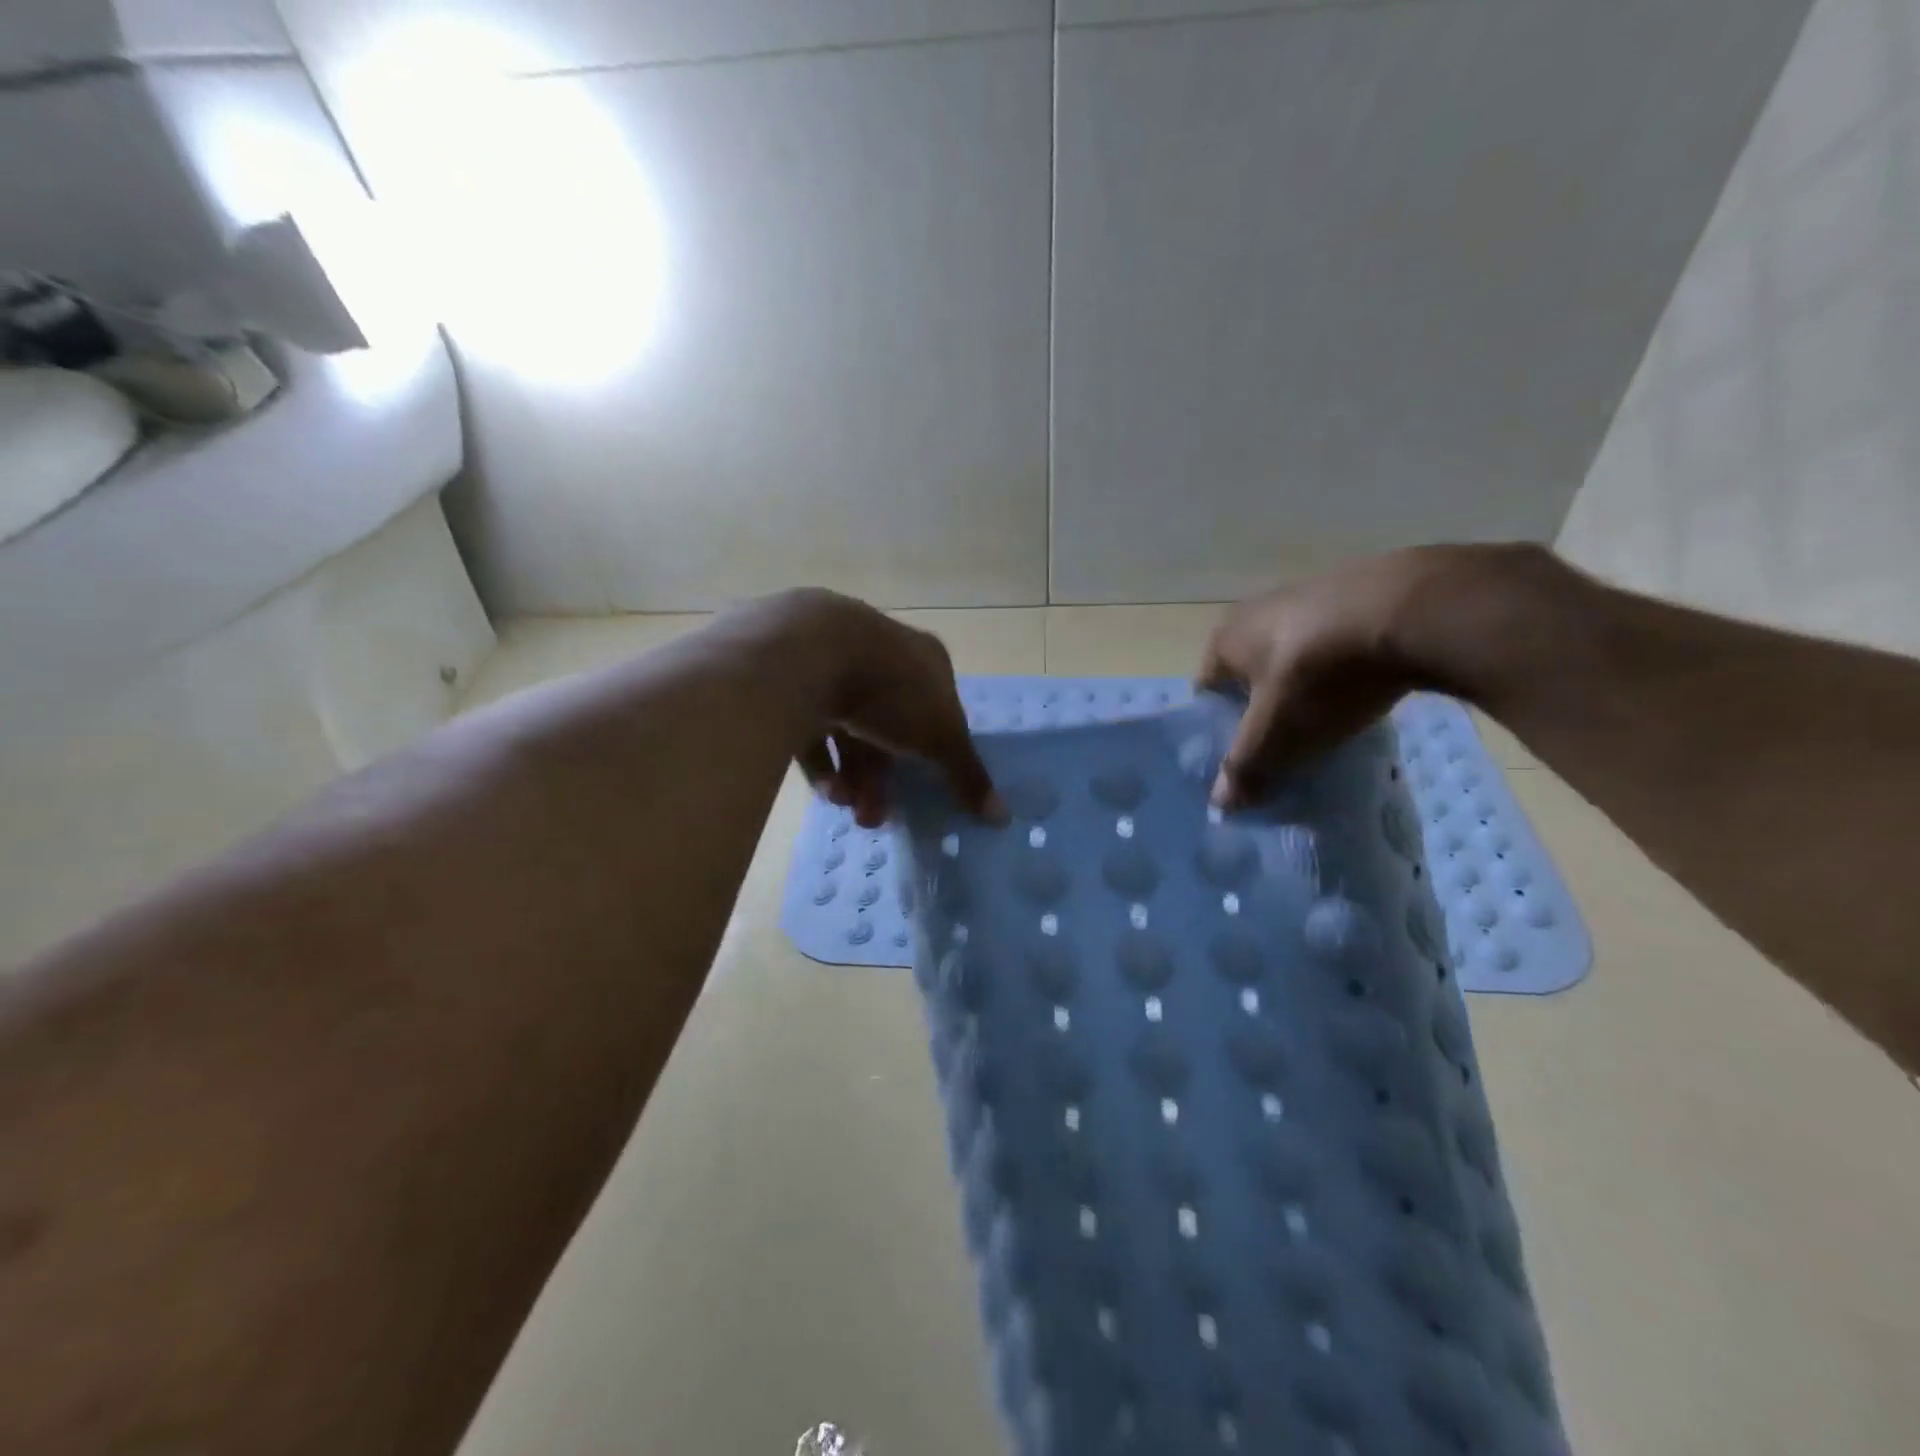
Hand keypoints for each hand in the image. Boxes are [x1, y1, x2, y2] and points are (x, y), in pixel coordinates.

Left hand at [756, 589, 1005, 827]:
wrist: (810, 652)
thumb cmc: (892, 690)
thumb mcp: (940, 737)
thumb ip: (967, 774)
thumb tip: (1002, 816)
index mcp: (924, 660)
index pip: (938, 710)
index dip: (934, 753)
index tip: (924, 789)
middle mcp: (881, 658)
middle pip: (889, 728)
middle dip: (883, 779)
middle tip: (874, 818)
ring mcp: (834, 667)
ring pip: (848, 731)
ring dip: (851, 777)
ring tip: (845, 809)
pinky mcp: (794, 682)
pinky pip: (811, 727)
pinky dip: (820, 760)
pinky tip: (824, 791)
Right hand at [1198, 548, 1486, 807]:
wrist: (1412, 610)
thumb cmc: (1320, 675)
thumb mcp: (1277, 733)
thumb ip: (1245, 768)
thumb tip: (1221, 804)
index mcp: (1224, 641)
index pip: (1207, 693)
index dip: (1220, 729)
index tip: (1243, 759)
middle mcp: (1255, 611)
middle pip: (1250, 675)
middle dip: (1264, 709)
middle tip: (1286, 746)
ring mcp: (1307, 595)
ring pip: (1294, 658)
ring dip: (1305, 688)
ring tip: (1329, 721)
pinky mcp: (1356, 591)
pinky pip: (1336, 642)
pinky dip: (1343, 667)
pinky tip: (1366, 688)